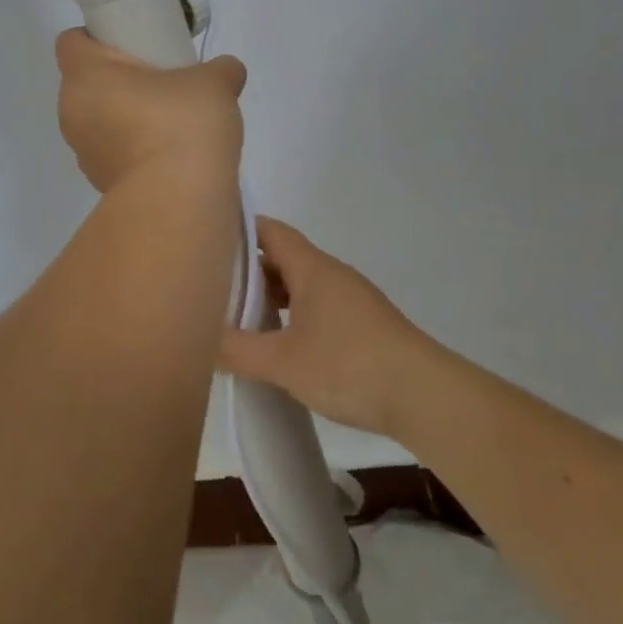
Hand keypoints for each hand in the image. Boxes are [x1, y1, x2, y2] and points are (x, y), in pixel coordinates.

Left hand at [55, 29, 245, 193]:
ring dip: (123, 116)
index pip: (72, 41)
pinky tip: (167, 154)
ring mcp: (83, 152)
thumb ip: (220, 69)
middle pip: (86, 82)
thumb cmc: (183, 124)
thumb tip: (227, 71)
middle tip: (157, 79)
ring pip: (98, 120)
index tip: (131, 41)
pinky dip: (133, 149)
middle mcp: (73, 110)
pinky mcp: (100, 183)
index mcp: (86, 75)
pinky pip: (113, 153)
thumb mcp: (214, 83)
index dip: (97, 36)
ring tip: (167, 121)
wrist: (178, 200)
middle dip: (117, 79)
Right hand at [217, 217, 441, 437]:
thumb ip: (238, 350)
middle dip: (249, 267)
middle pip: (284, 257)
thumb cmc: (349, 365)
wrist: (424, 395)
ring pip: (302, 284)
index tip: (208, 236)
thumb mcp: (283, 361)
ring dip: (273, 295)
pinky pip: (318, 306)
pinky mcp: (364, 325)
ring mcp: (352, 299)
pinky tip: (281, 342)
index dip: (240, 228)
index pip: (271, 231)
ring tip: (239, 315)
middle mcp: (332, 274)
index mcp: (312, 268)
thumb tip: (199, 340)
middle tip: (212, 283)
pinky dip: (293, 314)